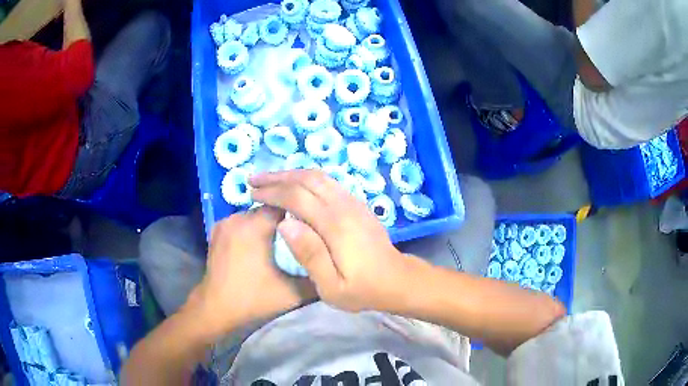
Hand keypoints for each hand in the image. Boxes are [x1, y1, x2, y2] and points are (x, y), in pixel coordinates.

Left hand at [184, 207, 316, 339]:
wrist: (216, 308)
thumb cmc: (252, 298)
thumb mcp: (292, 292)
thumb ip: (316, 275)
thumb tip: (333, 263)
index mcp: (254, 226)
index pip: (284, 203)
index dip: (300, 212)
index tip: (311, 224)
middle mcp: (238, 217)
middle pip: (268, 208)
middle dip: (284, 218)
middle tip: (299, 234)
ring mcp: (224, 222)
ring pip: (254, 214)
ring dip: (266, 223)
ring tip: (280, 239)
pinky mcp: (217, 230)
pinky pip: (241, 221)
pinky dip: (252, 228)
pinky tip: (258, 244)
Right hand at [251, 170, 415, 312]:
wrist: (397, 279)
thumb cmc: (362, 289)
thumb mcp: (332, 286)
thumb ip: (309, 255)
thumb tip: (284, 223)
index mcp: (335, 225)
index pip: (297, 196)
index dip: (272, 192)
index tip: (253, 193)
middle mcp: (344, 206)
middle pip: (307, 179)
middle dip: (277, 177)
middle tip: (254, 180)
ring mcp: (353, 202)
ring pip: (319, 176)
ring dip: (291, 174)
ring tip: (270, 179)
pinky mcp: (358, 204)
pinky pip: (329, 182)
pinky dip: (307, 178)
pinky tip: (296, 184)